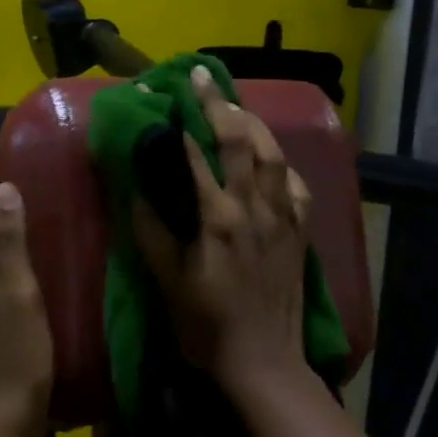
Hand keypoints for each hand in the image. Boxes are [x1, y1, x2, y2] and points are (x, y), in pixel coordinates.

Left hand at [0, 183, 52, 436]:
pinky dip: (7, 306)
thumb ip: (12, 242)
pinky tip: (31, 316)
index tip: (33, 211)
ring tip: (44, 277)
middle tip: (47, 242)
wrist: (4, 421)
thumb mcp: (23, 292)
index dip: (0, 214)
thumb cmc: (19, 353)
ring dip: (8, 278)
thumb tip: (3, 189)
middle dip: (7, 245)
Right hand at [133, 67, 313, 393]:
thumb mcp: (168, 281)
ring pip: (273, 155)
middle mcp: (254, 207)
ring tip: (235, 105)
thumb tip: (138, 190)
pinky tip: (272, 157)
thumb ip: (152, 232)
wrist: (263, 360)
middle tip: (202, 76)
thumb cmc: (207, 325)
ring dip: (253, 123)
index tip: (167, 92)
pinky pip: (296, 185)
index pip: (198, 155)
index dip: (181, 120)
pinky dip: (282, 163)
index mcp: (218, 218)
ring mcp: (283, 217)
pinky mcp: (300, 232)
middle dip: (219, 103)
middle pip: (240, 141)